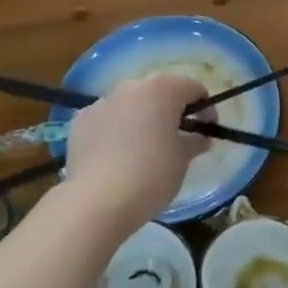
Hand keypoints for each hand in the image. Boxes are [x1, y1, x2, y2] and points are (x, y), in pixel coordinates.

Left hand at [61, 74, 209, 227]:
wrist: (98, 200)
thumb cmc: (152, 174)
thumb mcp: (183, 159)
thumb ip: (195, 141)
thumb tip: (200, 138)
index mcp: (162, 89)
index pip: (193, 87)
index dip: (205, 108)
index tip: (207, 130)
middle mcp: (130, 87)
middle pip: (159, 91)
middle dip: (171, 109)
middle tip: (178, 136)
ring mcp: (101, 102)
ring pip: (130, 104)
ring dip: (142, 118)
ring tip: (145, 147)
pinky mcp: (80, 122)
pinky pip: (107, 119)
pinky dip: (117, 130)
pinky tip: (118, 155)